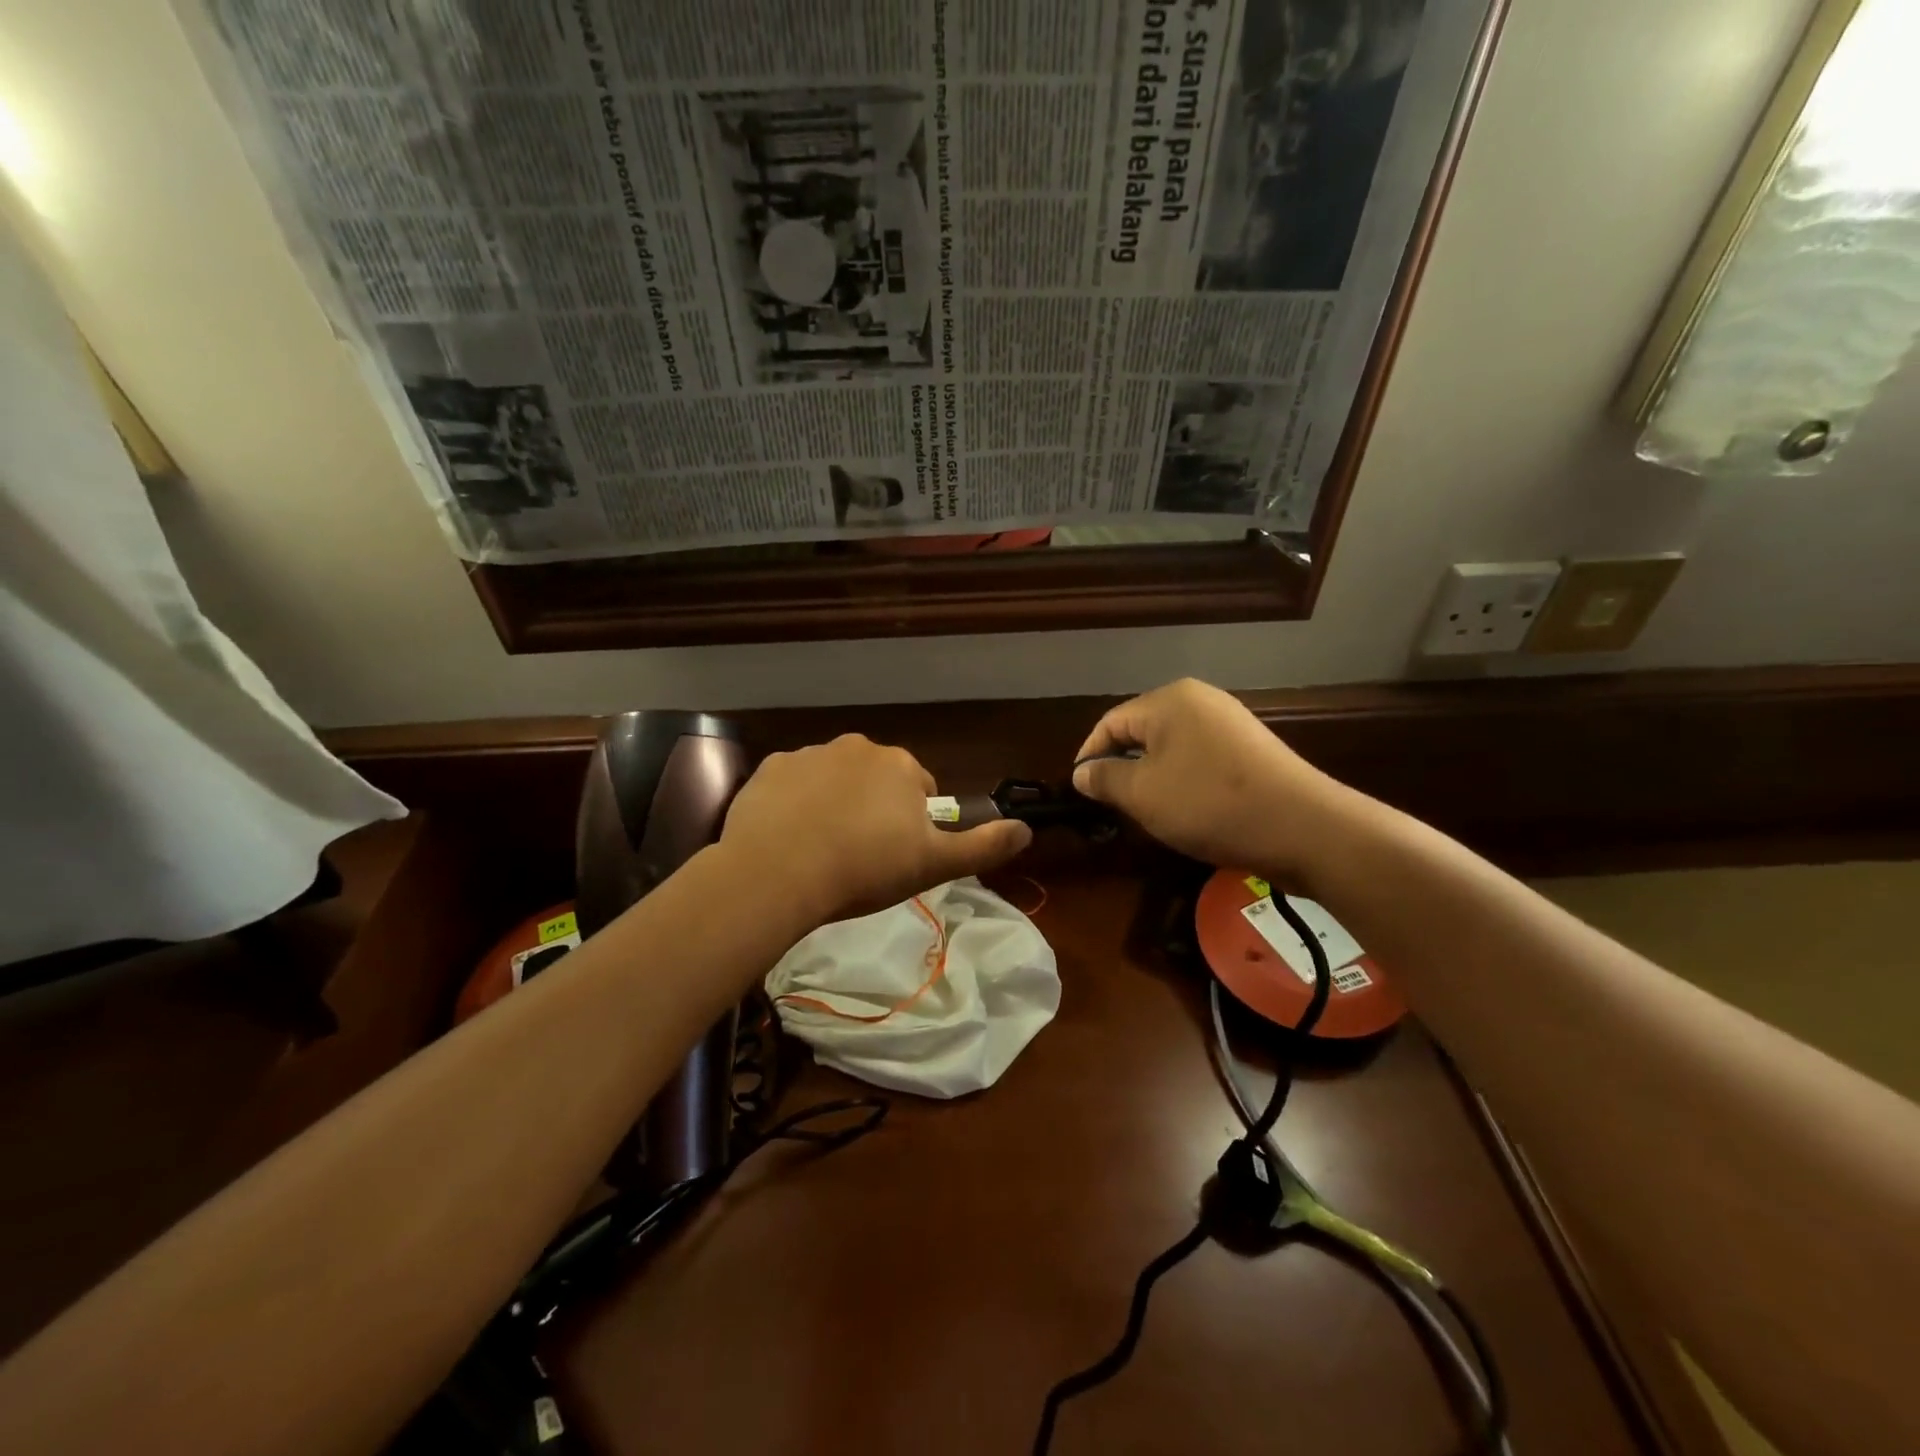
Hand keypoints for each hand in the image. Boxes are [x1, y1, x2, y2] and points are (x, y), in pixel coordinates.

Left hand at [721, 735, 1031, 925]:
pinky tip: (788, 838)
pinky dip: (795, 804)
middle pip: (876, 780)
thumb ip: (982, 846)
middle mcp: (857, 747)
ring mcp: (809, 754)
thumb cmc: (865, 867)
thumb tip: (1027, 830)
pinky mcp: (770, 769)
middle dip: (874, 810)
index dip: (914, 825)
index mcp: (901, 766)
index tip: (897, 856)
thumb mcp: (933, 864)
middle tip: (860, 856)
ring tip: (822, 851)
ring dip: (834, 805)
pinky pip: (793, 785)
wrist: (778, 871)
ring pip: (833, 780)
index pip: (920, 790)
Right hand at [1072, 679, 1355, 888]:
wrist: (1304, 827)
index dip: (1089, 756)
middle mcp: (1200, 701)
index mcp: (1169, 700)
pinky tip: (1187, 811)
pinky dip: (1183, 782)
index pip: (1110, 723)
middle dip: (1122, 768)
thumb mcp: (1143, 794)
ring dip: (1152, 778)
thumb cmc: (1209, 804)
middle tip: (1112, 806)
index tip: (1081, 792)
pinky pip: (1199, 759)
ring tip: (1147, 812)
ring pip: (1171, 748)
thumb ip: (1105, 779)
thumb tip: (1081, 772)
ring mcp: (1230, 723)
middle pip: (1141, 732)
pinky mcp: (1250, 749)